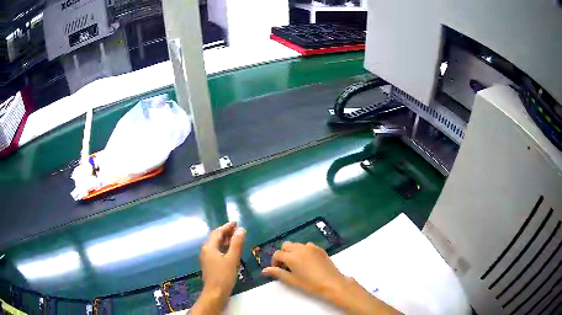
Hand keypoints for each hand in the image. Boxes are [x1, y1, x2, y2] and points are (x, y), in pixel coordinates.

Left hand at [191, 222, 245, 314]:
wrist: (215, 292)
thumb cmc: (223, 276)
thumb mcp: (232, 259)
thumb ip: (236, 243)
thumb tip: (241, 229)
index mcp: (209, 247)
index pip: (218, 232)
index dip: (227, 227)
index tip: (235, 223)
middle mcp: (206, 250)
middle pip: (216, 238)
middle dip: (226, 233)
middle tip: (237, 230)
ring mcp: (207, 258)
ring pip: (216, 245)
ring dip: (225, 240)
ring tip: (236, 238)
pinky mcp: (209, 264)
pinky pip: (216, 251)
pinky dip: (224, 248)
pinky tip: (231, 251)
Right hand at [262, 241, 348, 299]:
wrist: (332, 283)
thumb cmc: (310, 284)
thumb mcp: (292, 280)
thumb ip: (277, 273)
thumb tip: (264, 270)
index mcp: (292, 256)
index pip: (277, 254)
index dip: (274, 261)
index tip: (277, 270)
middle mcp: (300, 248)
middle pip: (286, 245)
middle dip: (283, 254)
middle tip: (286, 266)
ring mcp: (311, 247)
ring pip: (297, 245)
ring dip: (293, 251)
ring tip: (297, 264)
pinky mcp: (320, 249)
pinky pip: (307, 246)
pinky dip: (304, 251)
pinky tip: (308, 262)